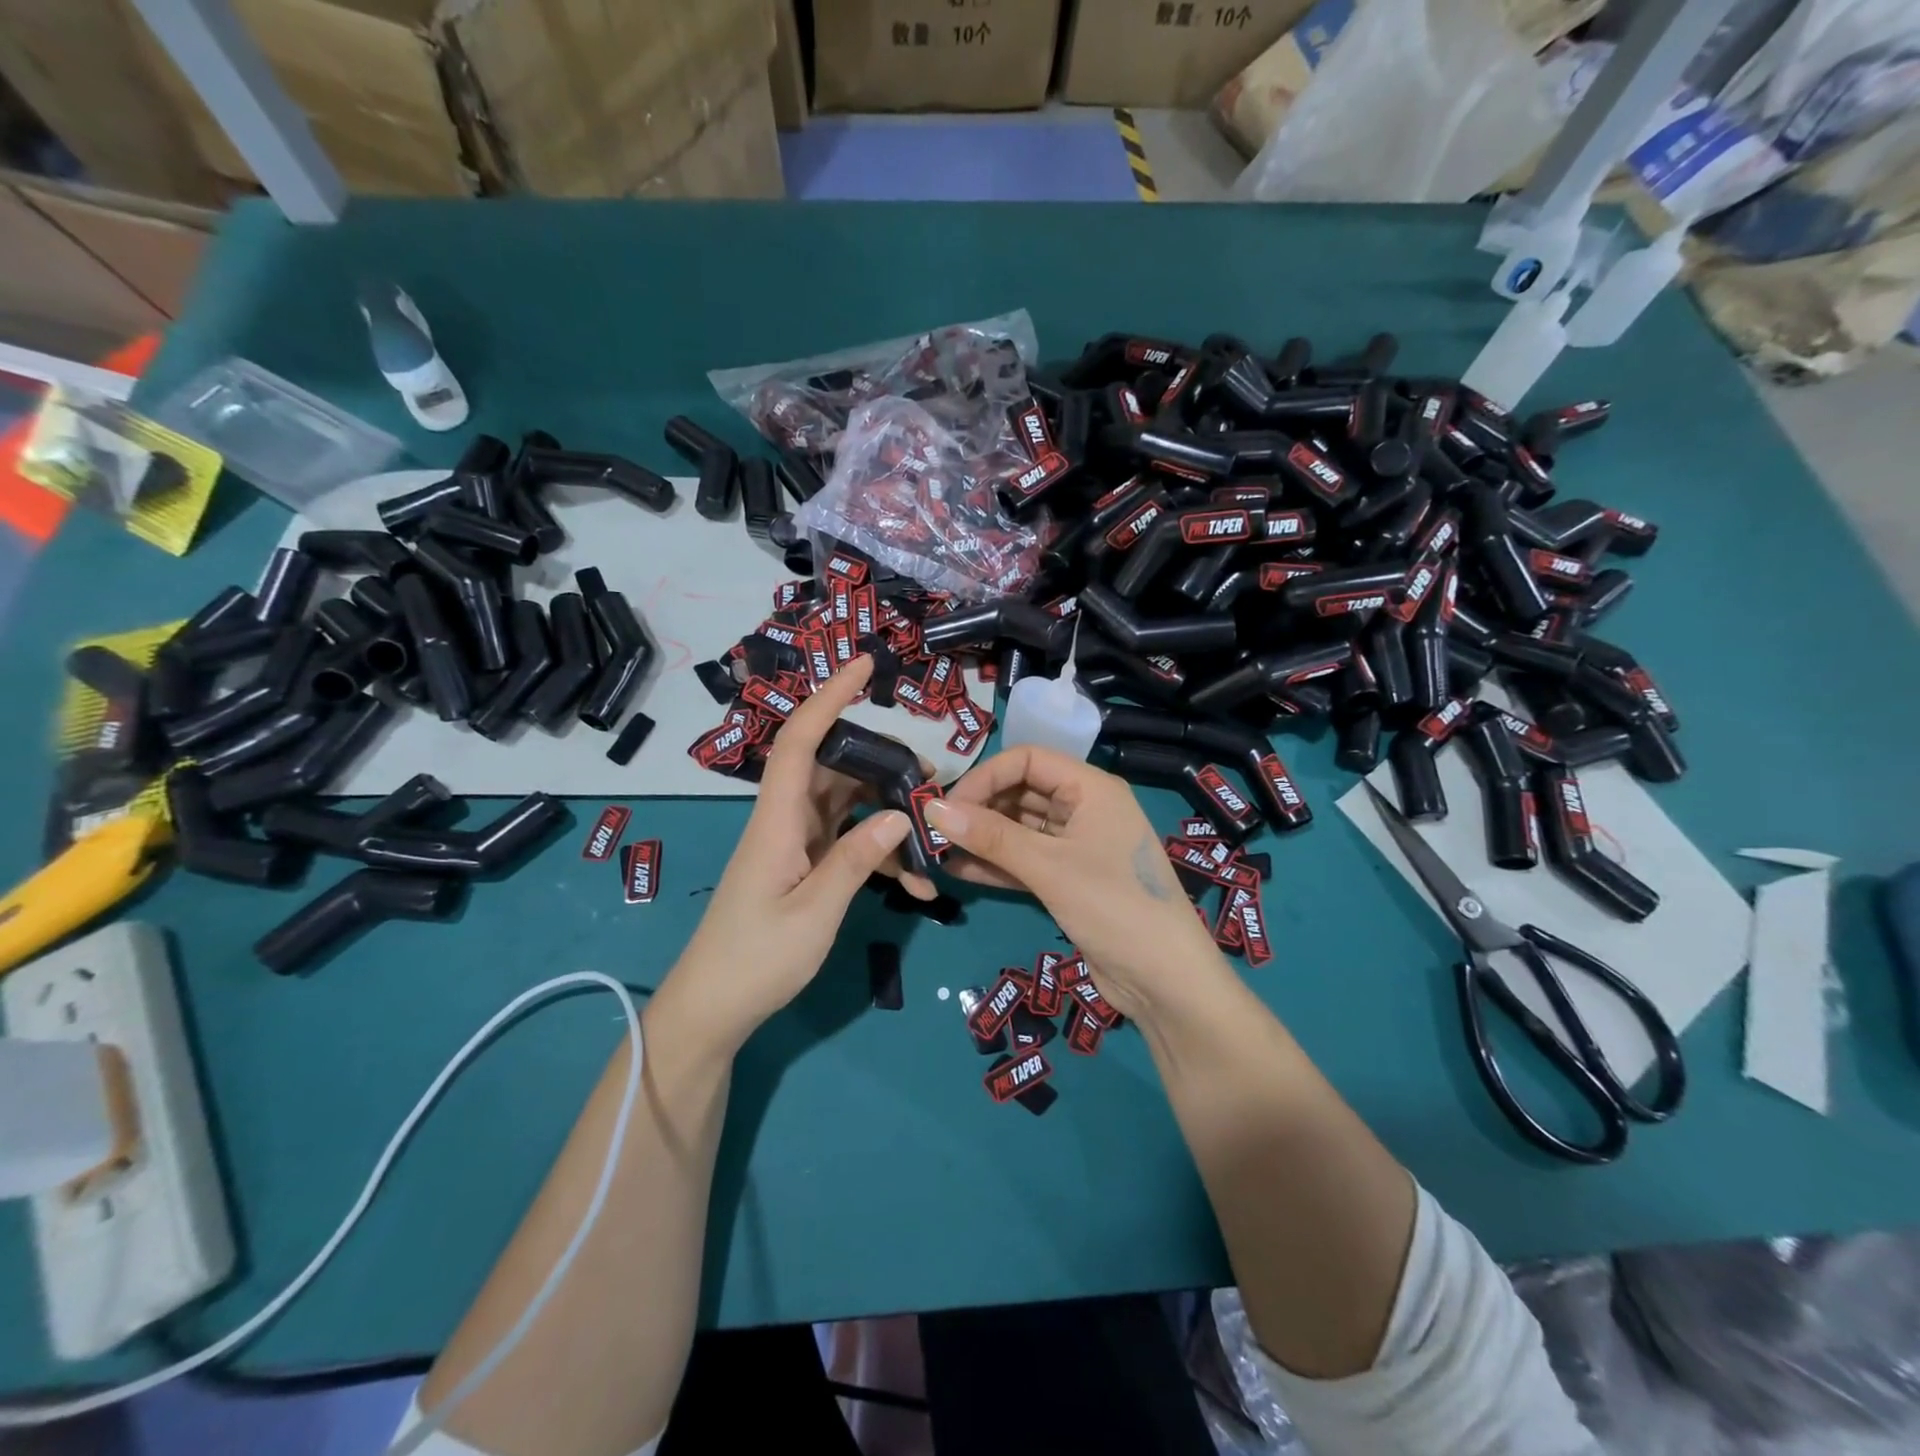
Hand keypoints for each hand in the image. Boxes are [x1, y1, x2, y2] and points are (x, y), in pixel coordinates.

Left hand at [656, 656, 920, 1052]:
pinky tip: (915, 882)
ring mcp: (795, 844)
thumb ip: (858, 860)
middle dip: (884, 765)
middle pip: (836, 768)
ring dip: (889, 816)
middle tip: (930, 781)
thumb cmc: (756, 960)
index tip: (864, 666)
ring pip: (849, 805)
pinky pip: (848, 842)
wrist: (713, 1010)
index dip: (831, 697)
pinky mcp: (803, 866)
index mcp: (778, 820)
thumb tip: (901, 817)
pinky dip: (880, 853)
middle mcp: (786, 820)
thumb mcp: (815, 912)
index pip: (802, 740)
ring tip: (933, 835)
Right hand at [926, 746, 1231, 1025]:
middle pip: (1022, 792)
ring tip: (937, 850)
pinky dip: (996, 864)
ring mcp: (1077, 845)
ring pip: (1020, 828)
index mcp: (1091, 788)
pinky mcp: (1070, 879)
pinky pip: (1026, 860)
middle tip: (935, 830)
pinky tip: (958, 871)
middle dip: (979, 808)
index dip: (985, 776)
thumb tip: (932, 809)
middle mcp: (1085, 808)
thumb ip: (991, 836)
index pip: (1027, 760)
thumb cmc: (1114, 907)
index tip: (947, 806)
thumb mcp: (1049, 867)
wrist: (1165, 982)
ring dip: (983, 838)